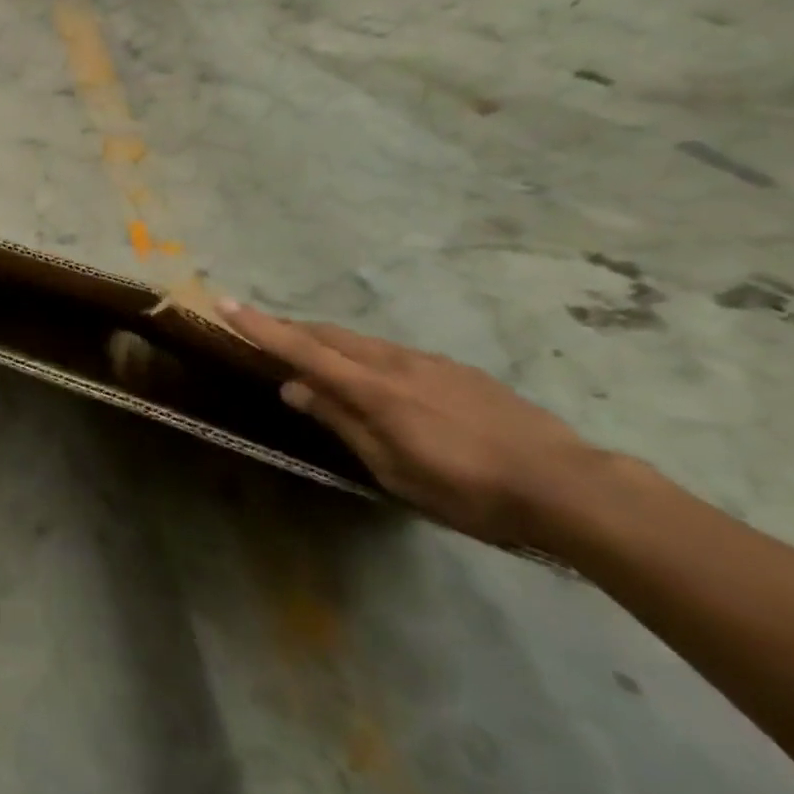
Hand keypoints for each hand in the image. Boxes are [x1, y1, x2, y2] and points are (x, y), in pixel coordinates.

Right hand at [219, 301, 600, 545]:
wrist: (568, 485)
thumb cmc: (469, 490)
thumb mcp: (395, 469)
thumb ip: (342, 422)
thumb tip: (294, 388)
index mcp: (375, 389)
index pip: (303, 350)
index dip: (261, 327)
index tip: (225, 302)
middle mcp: (395, 363)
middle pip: (329, 334)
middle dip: (291, 329)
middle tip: (263, 332)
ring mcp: (429, 362)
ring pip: (362, 342)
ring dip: (328, 343)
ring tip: (314, 361)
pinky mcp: (455, 369)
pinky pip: (392, 354)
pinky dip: (365, 357)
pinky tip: (377, 381)